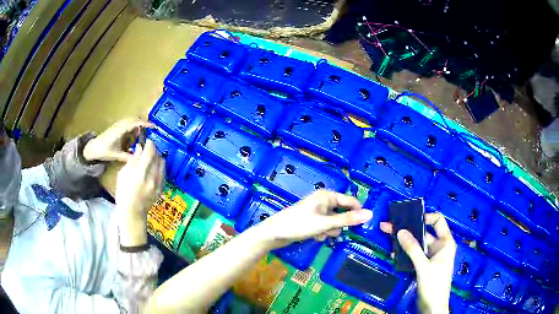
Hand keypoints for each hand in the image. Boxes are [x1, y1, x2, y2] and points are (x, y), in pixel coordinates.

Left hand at [83, 118, 153, 162]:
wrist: (93, 147)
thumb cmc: (103, 150)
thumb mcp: (116, 155)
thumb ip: (127, 157)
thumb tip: (139, 160)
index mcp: (120, 130)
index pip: (135, 123)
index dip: (145, 124)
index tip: (154, 126)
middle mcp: (120, 124)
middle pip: (135, 119)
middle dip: (143, 123)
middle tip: (151, 130)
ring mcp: (118, 124)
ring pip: (131, 120)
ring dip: (138, 125)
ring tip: (143, 133)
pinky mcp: (117, 127)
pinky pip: (128, 123)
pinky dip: (133, 127)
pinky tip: (134, 135)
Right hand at [115, 140, 164, 245]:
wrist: (132, 212)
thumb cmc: (123, 193)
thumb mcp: (123, 174)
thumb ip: (133, 160)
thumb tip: (140, 147)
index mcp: (140, 174)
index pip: (150, 152)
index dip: (149, 143)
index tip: (147, 141)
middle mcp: (152, 178)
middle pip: (158, 157)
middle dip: (153, 150)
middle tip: (148, 149)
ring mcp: (158, 184)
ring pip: (162, 164)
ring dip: (157, 158)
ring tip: (150, 159)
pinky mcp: (161, 189)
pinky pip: (164, 173)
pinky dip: (160, 167)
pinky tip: (153, 168)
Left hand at [256, 190, 372, 247]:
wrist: (274, 233)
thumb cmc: (299, 224)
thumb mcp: (325, 223)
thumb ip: (348, 220)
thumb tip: (370, 214)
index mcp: (327, 196)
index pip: (350, 201)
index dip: (358, 212)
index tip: (365, 225)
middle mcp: (323, 201)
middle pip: (342, 213)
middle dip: (338, 225)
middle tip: (332, 230)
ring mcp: (317, 211)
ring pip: (334, 222)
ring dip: (329, 230)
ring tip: (319, 234)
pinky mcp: (312, 221)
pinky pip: (325, 227)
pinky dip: (322, 233)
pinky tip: (314, 236)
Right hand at [380, 213, 455, 313]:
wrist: (432, 307)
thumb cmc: (434, 285)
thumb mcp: (423, 266)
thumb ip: (412, 249)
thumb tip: (400, 231)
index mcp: (445, 242)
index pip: (438, 220)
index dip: (425, 217)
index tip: (410, 220)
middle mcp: (439, 247)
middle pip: (424, 233)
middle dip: (408, 230)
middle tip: (390, 226)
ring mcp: (431, 257)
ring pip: (417, 245)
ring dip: (404, 243)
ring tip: (388, 239)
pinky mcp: (424, 266)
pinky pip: (414, 255)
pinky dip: (405, 254)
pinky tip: (394, 254)